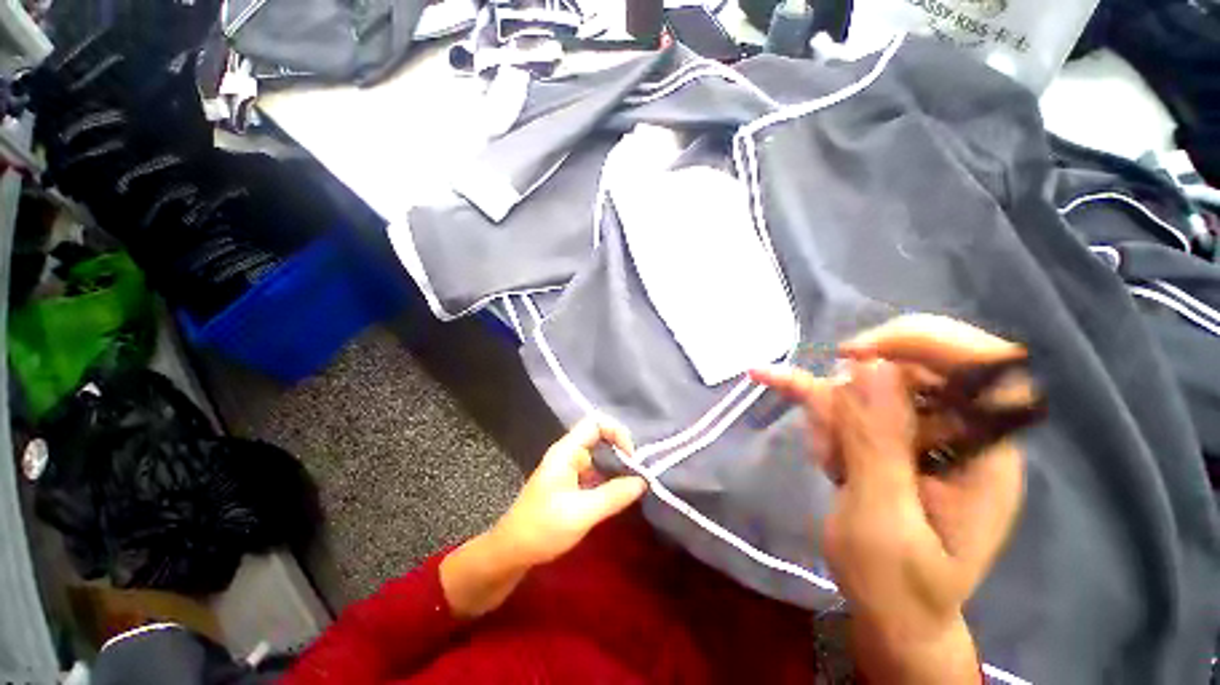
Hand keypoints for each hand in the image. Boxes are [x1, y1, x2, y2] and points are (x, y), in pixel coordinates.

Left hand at [494, 416, 647, 566]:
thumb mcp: (582, 513)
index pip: (595, 423)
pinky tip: (618, 494)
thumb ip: (614, 495)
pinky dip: (608, 479)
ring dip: (615, 466)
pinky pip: (594, 472)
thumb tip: (643, 481)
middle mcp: (567, 454)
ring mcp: (567, 468)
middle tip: (637, 471)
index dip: (616, 432)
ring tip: (633, 483)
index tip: (631, 457)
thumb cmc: (543, 528)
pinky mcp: (569, 484)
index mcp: (566, 451)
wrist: (511, 552)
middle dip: (619, 450)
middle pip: (598, 437)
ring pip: (598, 456)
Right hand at [751, 315, 1025, 683]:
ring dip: (829, 416)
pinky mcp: (876, 435)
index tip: (856, 354)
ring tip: (828, 466)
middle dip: (854, 397)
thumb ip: (879, 445)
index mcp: (983, 454)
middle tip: (831, 441)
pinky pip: (838, 399)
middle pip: (904, 371)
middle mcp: (953, 432)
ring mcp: (911, 432)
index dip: (926, 343)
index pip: (981, 368)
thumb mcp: (884, 522)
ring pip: (861, 386)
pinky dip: (803, 392)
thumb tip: (869, 367)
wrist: (889, 611)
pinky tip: (765, 376)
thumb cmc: (897, 584)